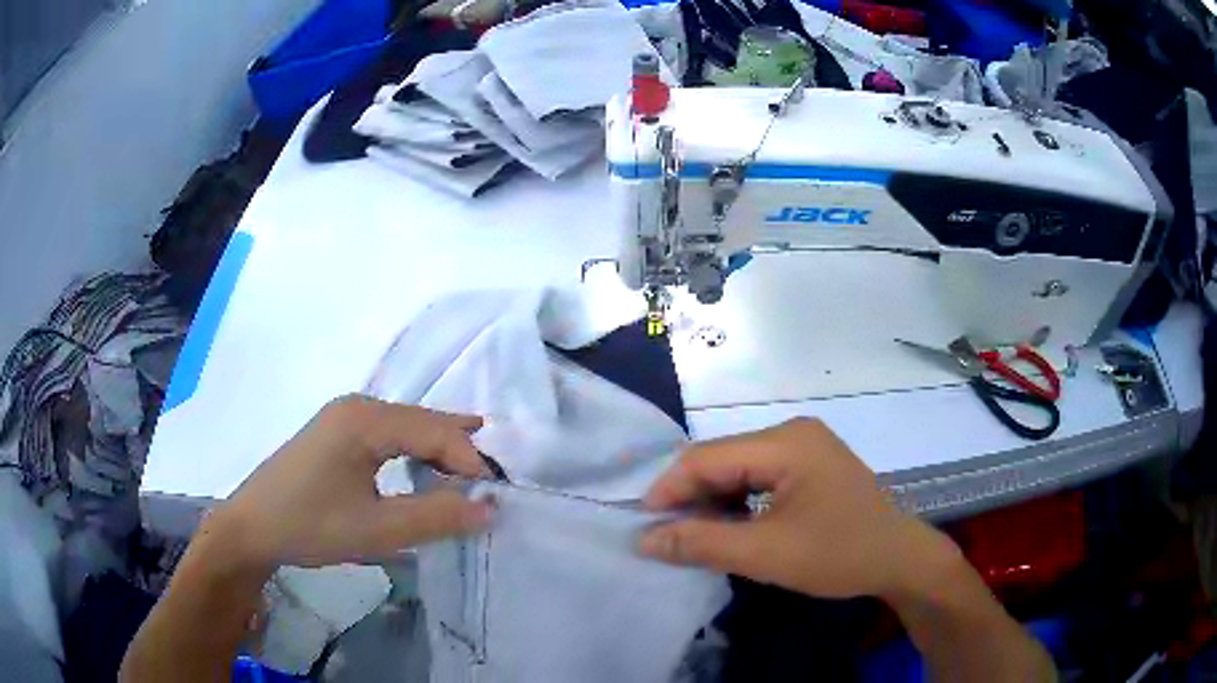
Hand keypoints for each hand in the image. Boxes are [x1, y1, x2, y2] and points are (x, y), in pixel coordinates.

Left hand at [208, 395, 492, 568]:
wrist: (250, 528)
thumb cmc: (309, 525)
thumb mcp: (376, 530)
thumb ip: (435, 518)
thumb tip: (491, 508)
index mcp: (365, 420)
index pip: (435, 431)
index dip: (470, 461)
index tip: (495, 498)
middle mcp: (357, 407)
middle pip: (422, 421)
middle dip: (460, 449)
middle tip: (493, 482)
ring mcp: (343, 417)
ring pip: (406, 426)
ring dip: (438, 449)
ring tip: (473, 468)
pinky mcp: (335, 433)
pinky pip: (388, 434)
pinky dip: (414, 450)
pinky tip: (426, 463)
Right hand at [639, 418, 958, 600]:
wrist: (900, 560)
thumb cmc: (838, 554)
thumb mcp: (766, 554)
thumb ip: (701, 543)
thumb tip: (643, 539)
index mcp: (786, 441)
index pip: (707, 456)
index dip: (669, 489)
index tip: (642, 526)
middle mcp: (793, 433)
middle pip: (723, 459)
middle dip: (691, 497)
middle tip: (666, 537)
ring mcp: (805, 448)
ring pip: (739, 469)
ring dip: (713, 502)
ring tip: (695, 536)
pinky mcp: (811, 467)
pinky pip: (760, 478)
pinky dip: (738, 503)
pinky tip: (731, 528)